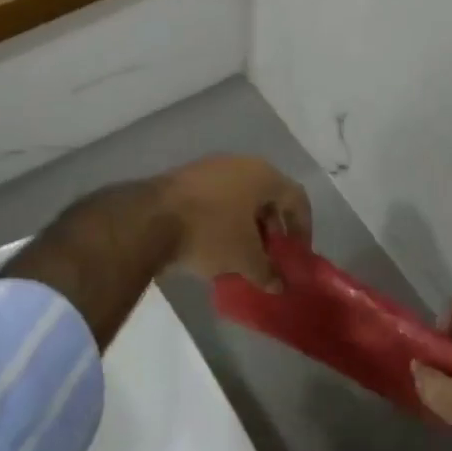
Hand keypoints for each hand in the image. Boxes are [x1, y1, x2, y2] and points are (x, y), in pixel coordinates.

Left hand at [158, 156, 310, 288]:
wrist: (148, 219)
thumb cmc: (211, 233)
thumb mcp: (245, 259)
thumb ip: (268, 272)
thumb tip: (279, 286)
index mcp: (263, 175)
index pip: (297, 199)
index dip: (303, 227)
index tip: (298, 253)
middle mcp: (240, 164)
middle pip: (268, 197)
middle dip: (273, 228)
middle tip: (272, 255)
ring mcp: (209, 169)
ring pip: (240, 198)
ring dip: (247, 226)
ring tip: (244, 255)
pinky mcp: (184, 180)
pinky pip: (216, 200)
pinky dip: (223, 221)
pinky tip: (216, 247)